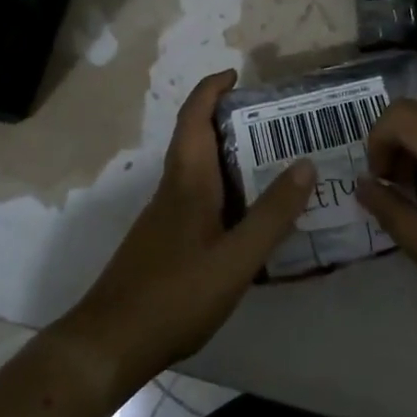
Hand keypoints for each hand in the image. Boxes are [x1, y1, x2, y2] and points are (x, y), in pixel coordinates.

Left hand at [52, 70, 314, 400]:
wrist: (110, 342)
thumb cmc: (175, 294)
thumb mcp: (236, 258)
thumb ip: (272, 214)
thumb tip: (305, 164)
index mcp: (188, 181)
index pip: (194, 117)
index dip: (212, 89)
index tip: (237, 74)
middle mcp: (173, 189)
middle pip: (196, 139)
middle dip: (228, 120)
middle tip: (273, 122)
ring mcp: (164, 216)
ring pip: (198, 170)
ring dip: (228, 156)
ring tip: (271, 163)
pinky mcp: (164, 241)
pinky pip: (198, 198)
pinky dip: (223, 190)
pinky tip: (247, 217)